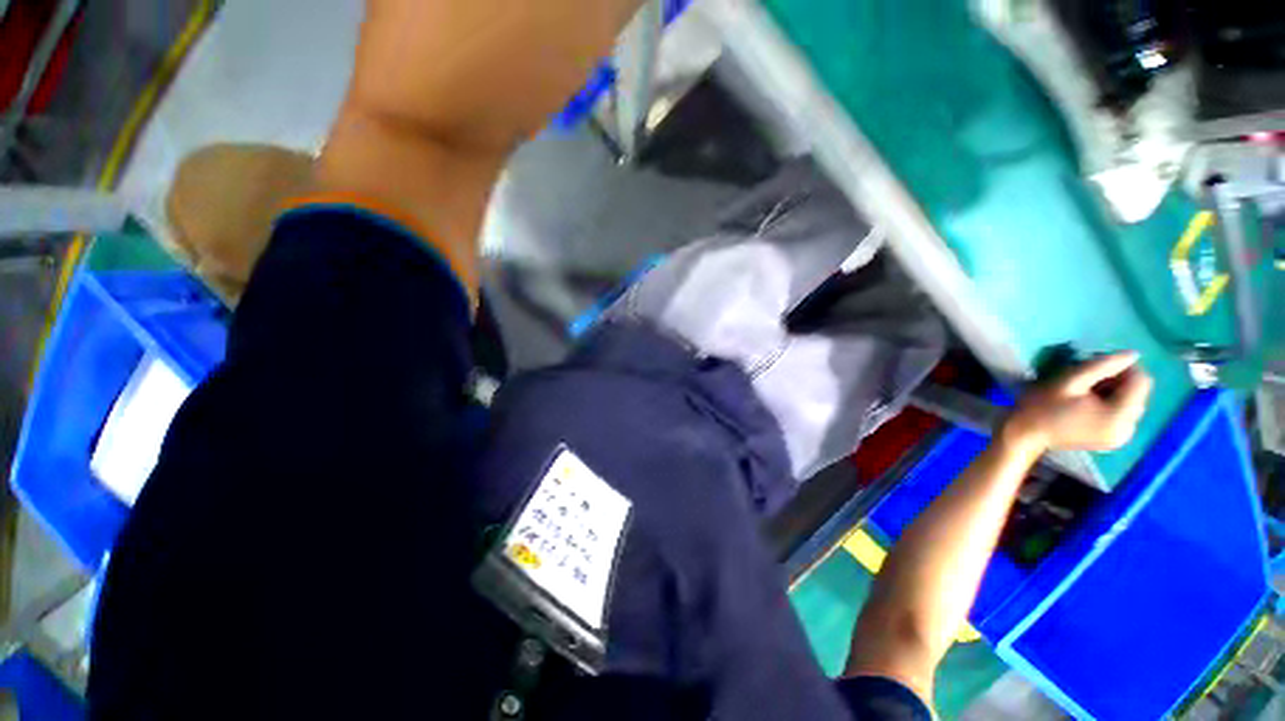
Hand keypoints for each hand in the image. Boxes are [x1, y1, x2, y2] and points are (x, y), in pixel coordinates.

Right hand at [1004, 352, 1153, 452]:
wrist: (1026, 435)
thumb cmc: (1043, 406)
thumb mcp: (1069, 380)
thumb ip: (1102, 366)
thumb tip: (1133, 354)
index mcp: (1119, 416)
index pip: (1141, 382)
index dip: (1124, 368)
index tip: (1097, 365)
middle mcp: (1128, 430)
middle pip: (1138, 394)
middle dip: (1118, 382)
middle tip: (1087, 379)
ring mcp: (1122, 438)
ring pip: (1131, 404)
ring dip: (1114, 393)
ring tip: (1086, 393)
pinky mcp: (1114, 440)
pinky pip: (1123, 416)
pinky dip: (1110, 405)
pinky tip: (1089, 405)